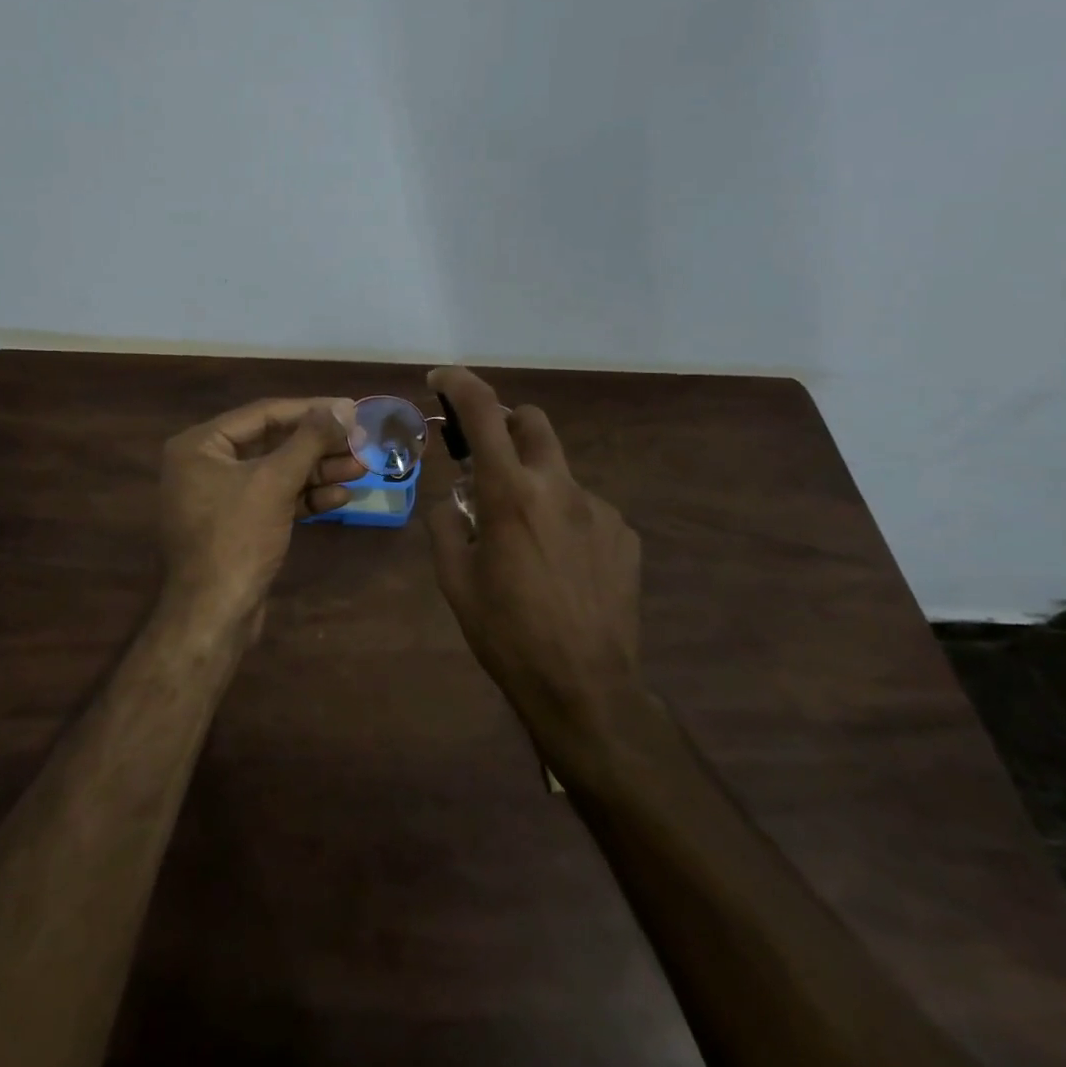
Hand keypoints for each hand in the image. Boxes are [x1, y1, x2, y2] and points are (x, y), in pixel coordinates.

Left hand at [158, 396, 363, 639]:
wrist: (214, 615)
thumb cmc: (237, 537)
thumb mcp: (275, 481)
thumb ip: (309, 440)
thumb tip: (343, 407)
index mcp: (200, 445)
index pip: (263, 414)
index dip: (311, 410)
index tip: (350, 409)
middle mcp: (205, 465)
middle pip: (272, 443)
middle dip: (319, 445)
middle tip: (362, 441)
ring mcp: (221, 497)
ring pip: (277, 473)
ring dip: (319, 471)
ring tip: (362, 467)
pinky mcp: (238, 525)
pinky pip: (274, 499)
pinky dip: (305, 497)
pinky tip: (340, 497)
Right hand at [425, 366, 646, 757]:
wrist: (585, 687)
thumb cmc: (507, 633)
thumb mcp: (454, 581)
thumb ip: (446, 525)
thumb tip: (454, 502)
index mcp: (510, 493)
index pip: (483, 413)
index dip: (460, 383)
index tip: (441, 378)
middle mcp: (559, 487)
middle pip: (533, 420)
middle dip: (505, 425)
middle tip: (485, 461)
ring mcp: (599, 508)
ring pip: (558, 470)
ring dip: (534, 482)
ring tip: (525, 539)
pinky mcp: (623, 533)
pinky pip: (584, 507)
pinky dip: (563, 517)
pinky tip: (560, 565)